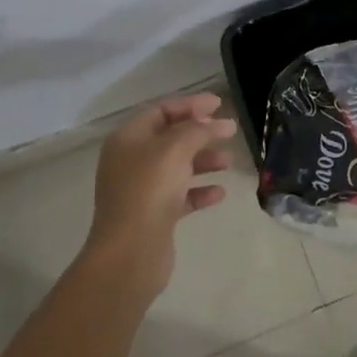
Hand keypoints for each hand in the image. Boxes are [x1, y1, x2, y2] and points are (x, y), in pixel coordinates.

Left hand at [87, 93, 236, 294]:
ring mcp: (140, 190)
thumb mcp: (175, 149)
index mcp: (128, 139)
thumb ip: (199, 130)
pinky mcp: (153, 215)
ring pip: (177, 167)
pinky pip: (180, 195)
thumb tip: (221, 123)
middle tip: (228, 131)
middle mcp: (131, 161)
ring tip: (228, 162)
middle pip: (170, 138)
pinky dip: (199, 191)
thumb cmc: (149, 190)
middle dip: (200, 133)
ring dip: (203, 161)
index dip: (190, 105)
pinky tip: (219, 193)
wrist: (130, 253)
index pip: (161, 112)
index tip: (219, 104)